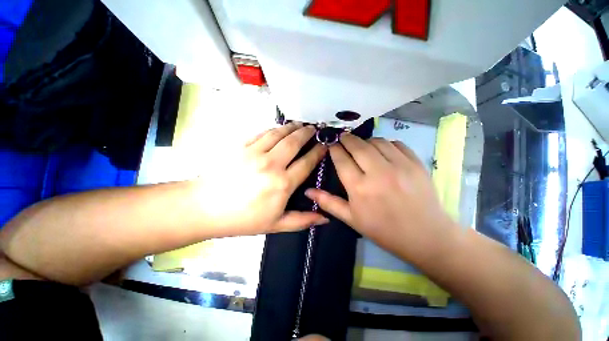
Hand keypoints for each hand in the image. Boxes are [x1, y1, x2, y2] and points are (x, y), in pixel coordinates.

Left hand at [195, 122, 328, 235]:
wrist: (205, 208)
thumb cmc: (243, 219)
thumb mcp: (276, 225)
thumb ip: (303, 220)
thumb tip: (325, 218)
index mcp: (282, 184)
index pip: (306, 163)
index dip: (317, 152)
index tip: (324, 145)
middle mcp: (271, 165)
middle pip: (294, 142)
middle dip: (307, 133)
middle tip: (314, 128)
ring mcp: (255, 153)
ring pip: (278, 134)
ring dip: (291, 127)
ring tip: (300, 124)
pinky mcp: (240, 146)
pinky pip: (261, 133)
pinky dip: (273, 129)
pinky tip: (278, 129)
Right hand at [305, 134, 457, 263]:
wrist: (425, 236)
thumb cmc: (383, 229)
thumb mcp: (351, 218)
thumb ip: (328, 202)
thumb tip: (308, 191)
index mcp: (359, 188)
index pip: (341, 159)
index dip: (334, 149)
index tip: (331, 144)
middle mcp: (377, 172)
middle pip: (357, 145)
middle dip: (347, 139)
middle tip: (343, 138)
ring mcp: (399, 165)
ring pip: (376, 141)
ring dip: (365, 141)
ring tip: (362, 146)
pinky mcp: (415, 163)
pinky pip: (396, 143)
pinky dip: (385, 143)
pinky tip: (382, 150)